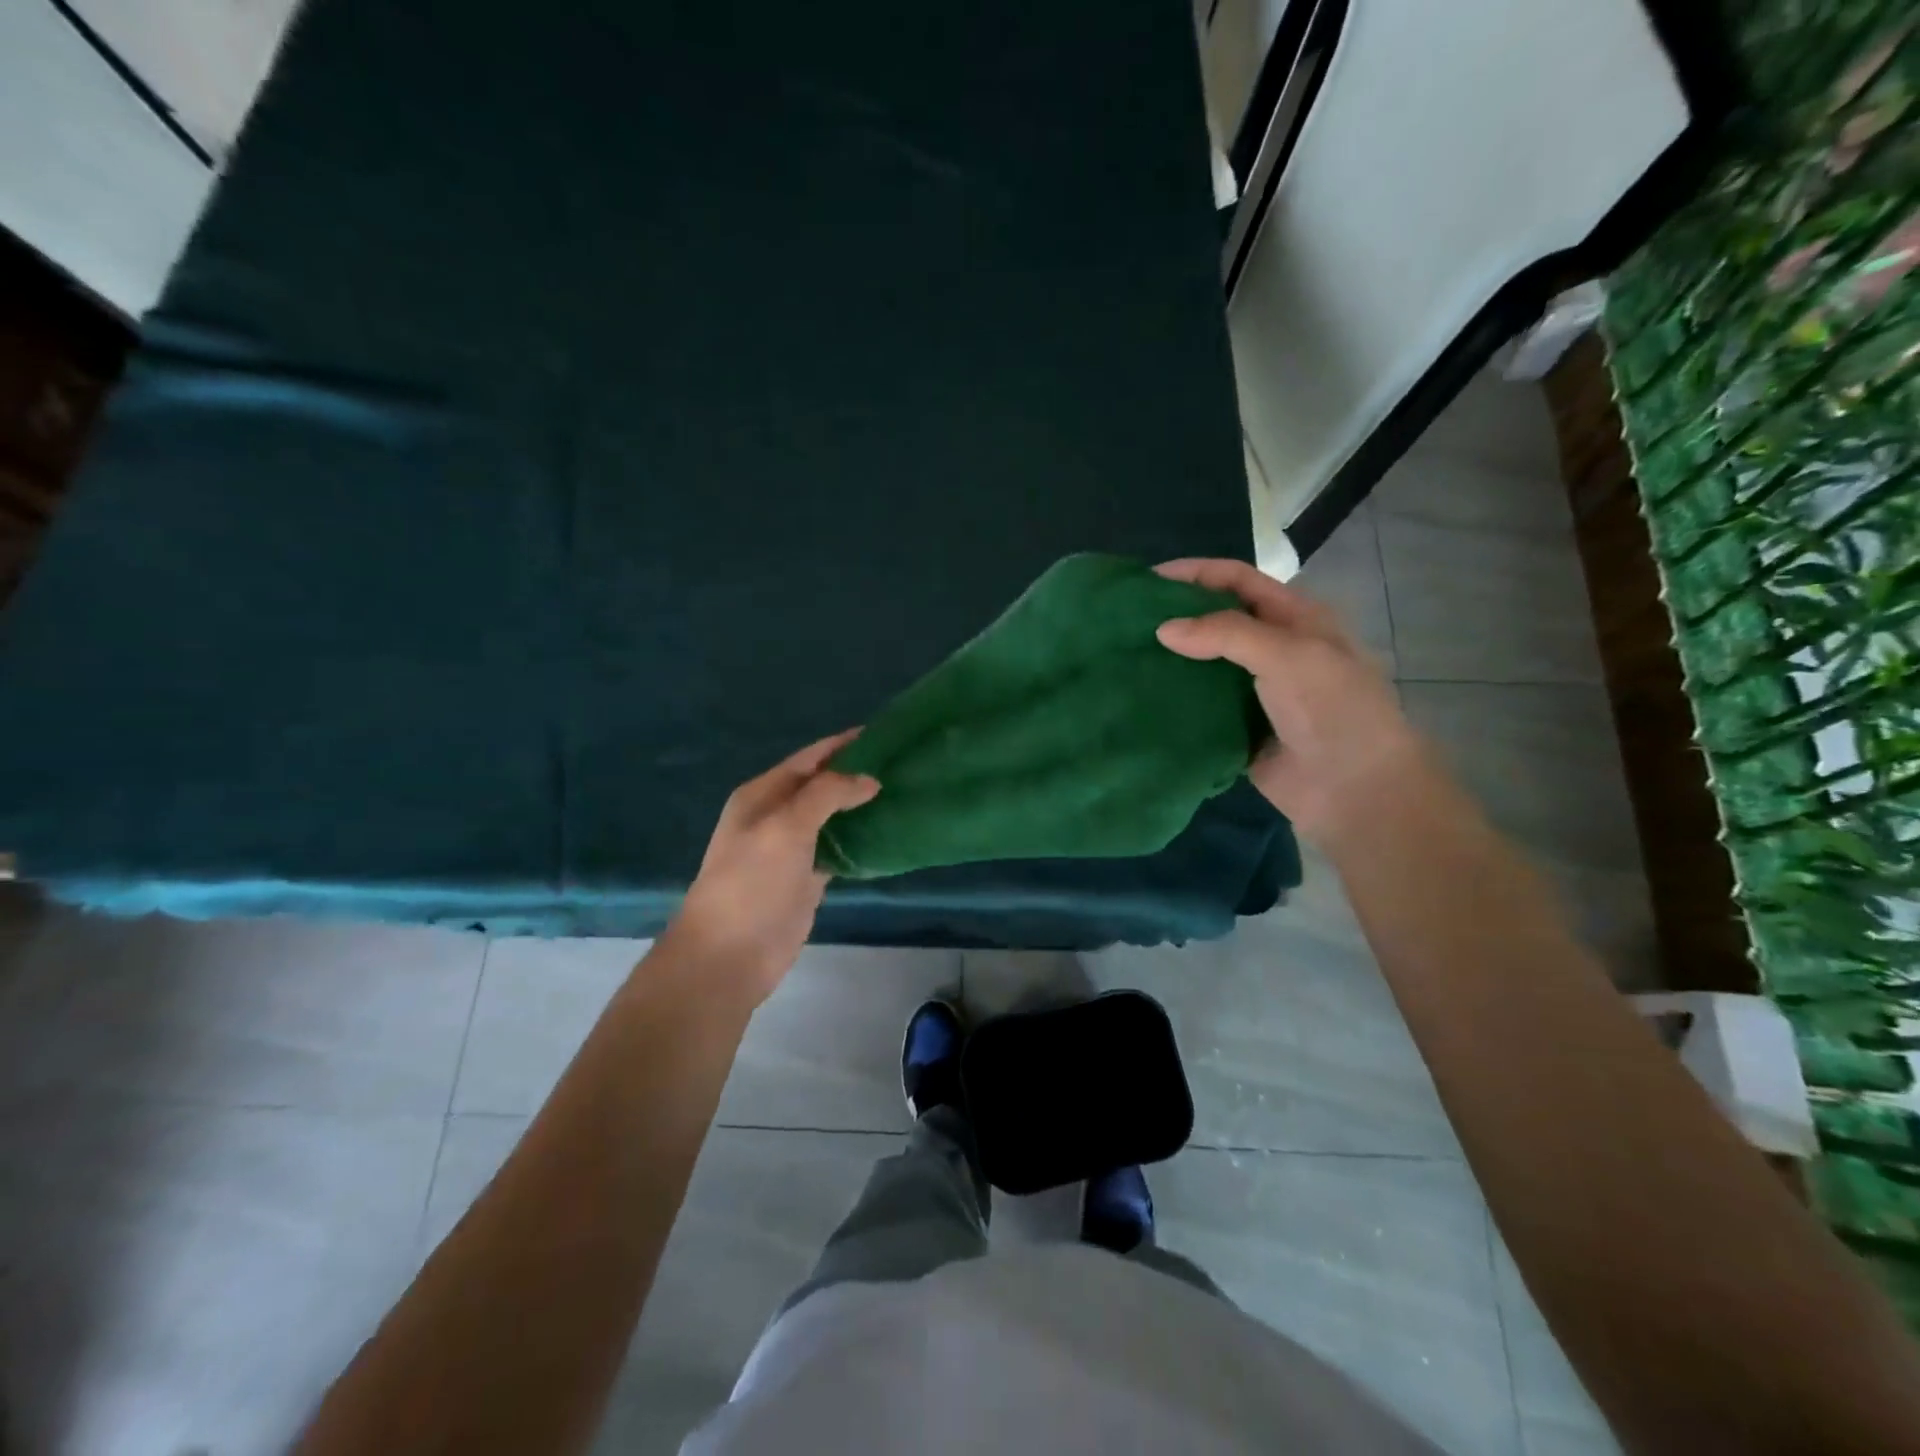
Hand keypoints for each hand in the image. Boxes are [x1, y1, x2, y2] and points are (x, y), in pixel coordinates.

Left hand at [670, 730, 880, 1005]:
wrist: (729, 954)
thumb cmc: (751, 882)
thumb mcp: (786, 826)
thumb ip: (827, 794)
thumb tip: (869, 780)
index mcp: (763, 794)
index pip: (810, 758)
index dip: (844, 744)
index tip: (885, 734)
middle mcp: (776, 816)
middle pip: (823, 785)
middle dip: (858, 773)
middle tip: (904, 764)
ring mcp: (793, 849)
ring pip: (833, 817)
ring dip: (862, 806)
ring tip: (905, 792)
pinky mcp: (807, 879)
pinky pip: (838, 849)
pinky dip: (861, 839)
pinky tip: (889, 832)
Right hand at [1154, 558, 1430, 840]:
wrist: (1354, 789)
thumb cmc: (1332, 708)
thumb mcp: (1288, 655)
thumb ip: (1225, 633)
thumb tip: (1163, 629)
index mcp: (1294, 619)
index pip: (1238, 580)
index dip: (1196, 573)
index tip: (1147, 579)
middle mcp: (1271, 649)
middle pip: (1216, 620)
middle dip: (1176, 615)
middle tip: (1127, 619)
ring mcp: (1252, 691)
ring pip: (1202, 664)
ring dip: (1170, 659)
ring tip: (1125, 655)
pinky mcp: (1235, 728)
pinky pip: (1198, 707)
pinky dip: (1173, 699)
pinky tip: (1140, 696)